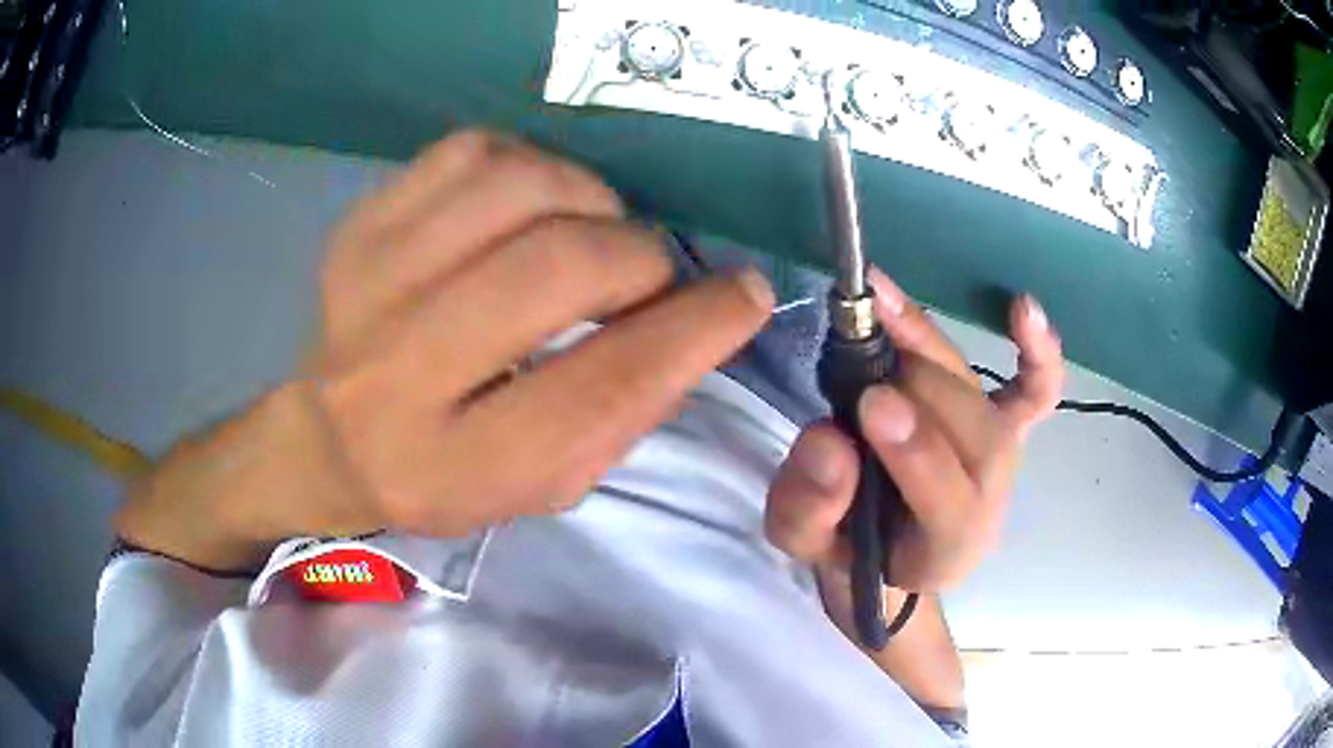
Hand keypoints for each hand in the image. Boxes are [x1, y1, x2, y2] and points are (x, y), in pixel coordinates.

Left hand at [116, 130, 773, 569]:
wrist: (332, 437)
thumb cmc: (450, 472)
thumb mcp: (547, 481)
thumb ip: (628, 409)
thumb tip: (704, 316)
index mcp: (460, 463)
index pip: (602, 385)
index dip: (695, 329)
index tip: (746, 294)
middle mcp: (402, 371)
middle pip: (558, 266)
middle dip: (638, 259)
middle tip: (649, 276)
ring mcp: (370, 280)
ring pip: (518, 187)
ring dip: (588, 203)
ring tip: (590, 236)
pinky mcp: (362, 222)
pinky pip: (472, 151)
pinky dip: (529, 166)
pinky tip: (531, 206)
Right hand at [765, 268, 1064, 591]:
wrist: (893, 552)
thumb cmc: (853, 551)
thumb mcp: (807, 544)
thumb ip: (810, 507)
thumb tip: (828, 441)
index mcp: (944, 548)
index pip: (949, 503)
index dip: (917, 452)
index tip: (870, 404)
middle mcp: (990, 499)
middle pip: (975, 434)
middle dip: (917, 387)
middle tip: (856, 349)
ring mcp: (1006, 457)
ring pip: (984, 398)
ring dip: (932, 347)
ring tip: (880, 304)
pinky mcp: (1011, 426)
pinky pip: (1038, 389)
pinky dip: (1039, 351)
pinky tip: (1023, 307)